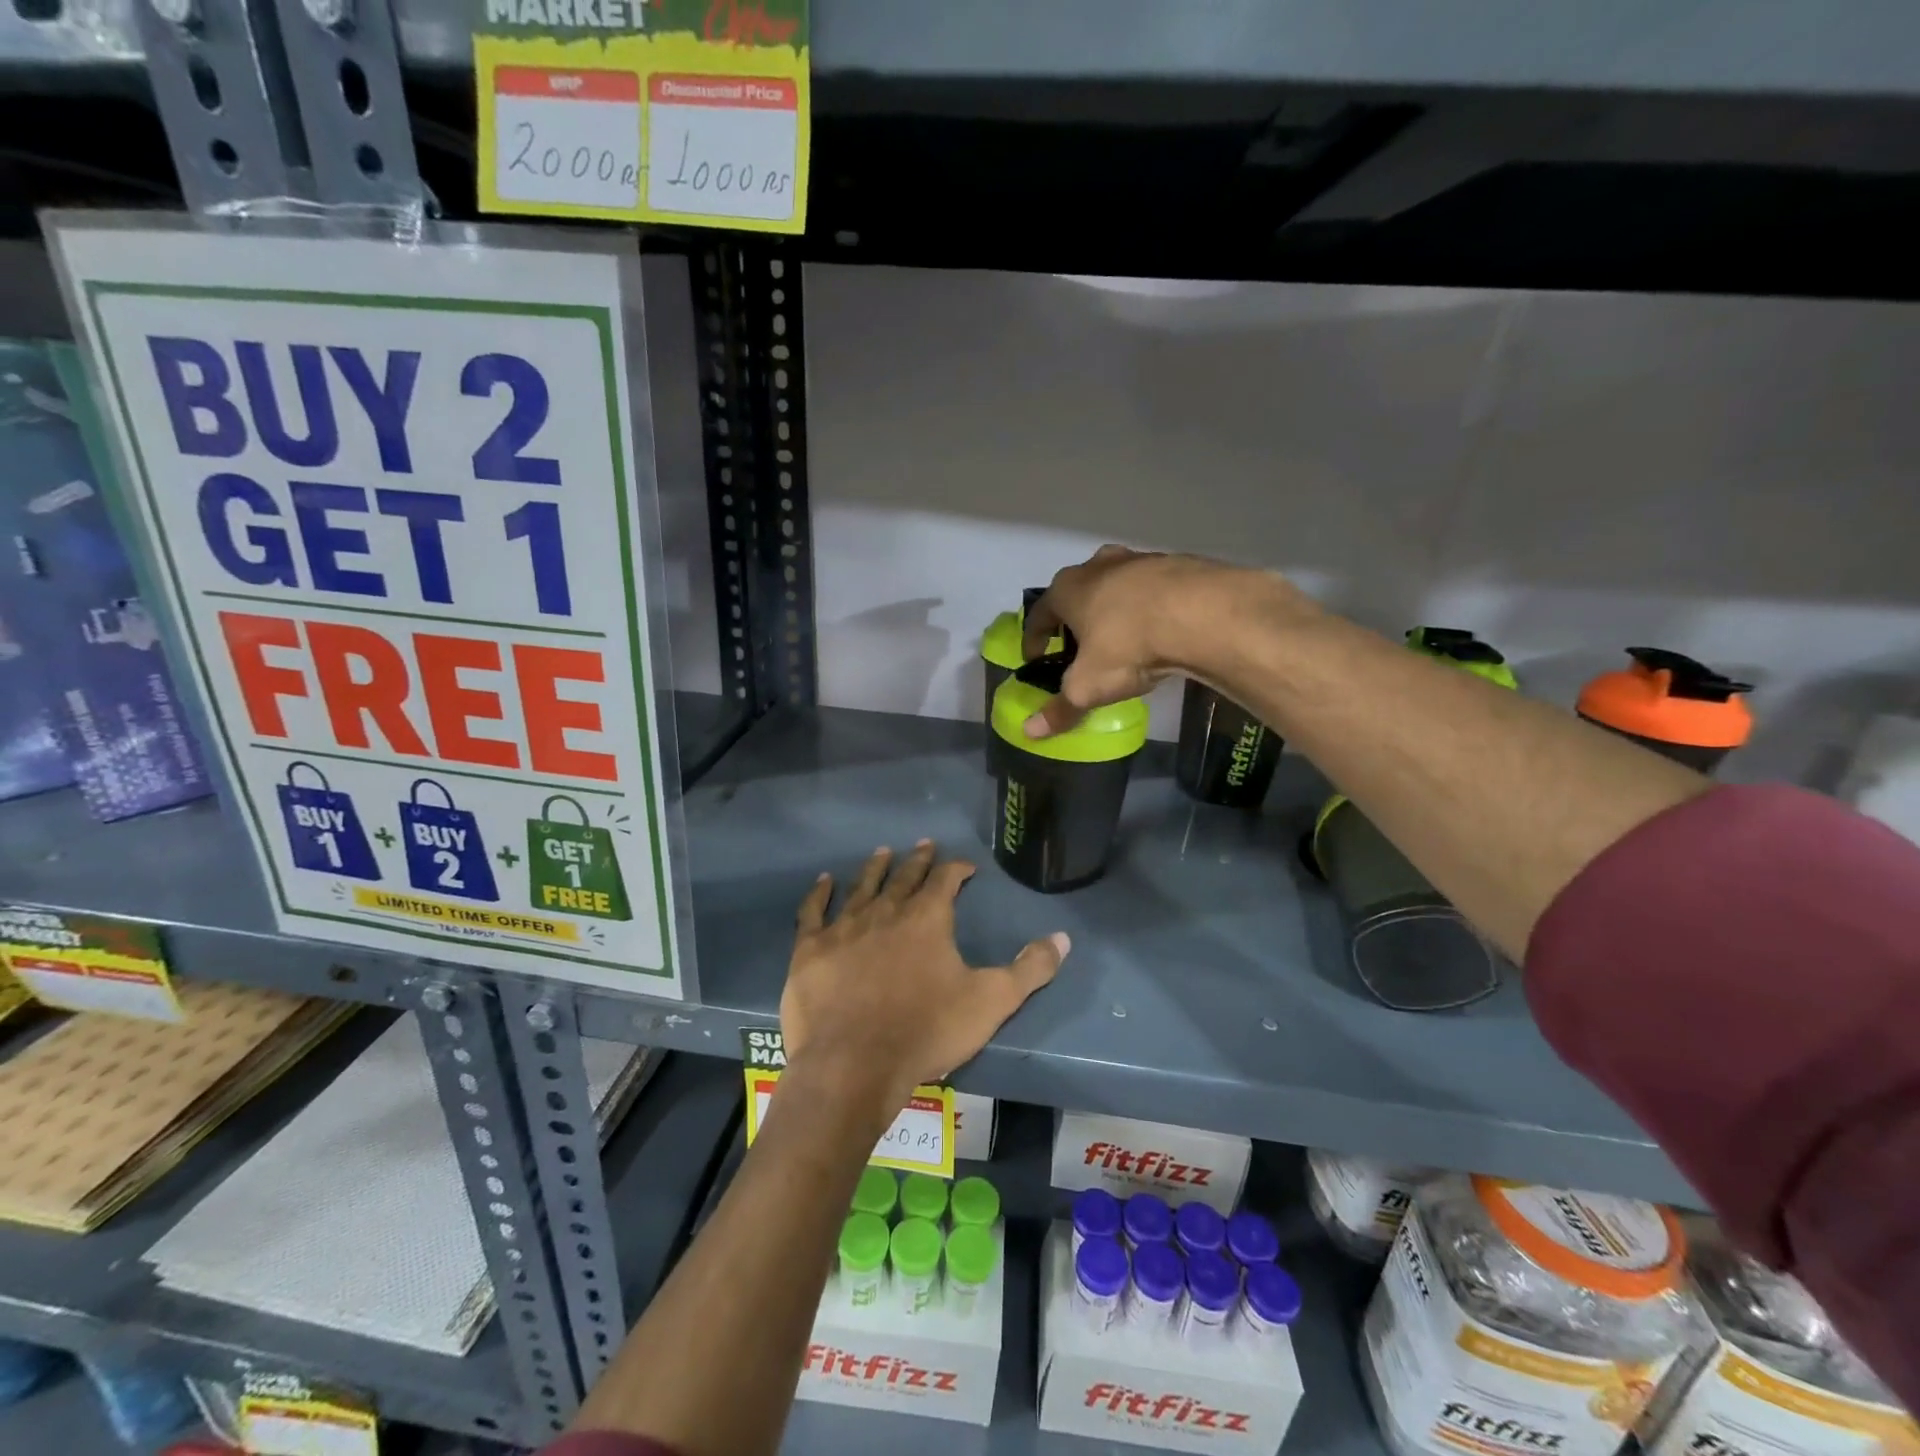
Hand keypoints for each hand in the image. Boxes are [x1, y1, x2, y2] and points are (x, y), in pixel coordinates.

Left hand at [783, 841, 1068, 1124]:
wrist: (854, 1064)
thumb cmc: (927, 1031)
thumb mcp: (992, 1002)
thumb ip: (1030, 969)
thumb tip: (1063, 938)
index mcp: (927, 918)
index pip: (946, 879)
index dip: (957, 869)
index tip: (966, 867)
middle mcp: (886, 911)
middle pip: (904, 876)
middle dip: (917, 861)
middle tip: (923, 846)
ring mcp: (844, 927)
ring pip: (862, 886)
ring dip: (874, 868)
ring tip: (882, 852)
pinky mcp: (811, 949)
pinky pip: (813, 911)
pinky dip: (819, 894)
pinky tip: (823, 881)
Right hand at [1021, 546, 1298, 738]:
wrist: (1203, 614)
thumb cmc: (1128, 646)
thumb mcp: (1088, 686)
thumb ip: (1060, 709)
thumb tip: (1030, 732)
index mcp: (1068, 588)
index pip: (1039, 614)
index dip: (1033, 640)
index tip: (1035, 658)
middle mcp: (1098, 566)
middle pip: (1077, 594)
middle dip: (1074, 620)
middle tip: (1078, 648)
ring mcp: (1140, 560)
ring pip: (1116, 587)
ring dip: (1113, 611)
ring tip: (1121, 639)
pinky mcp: (1177, 564)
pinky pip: (1153, 590)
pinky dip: (1149, 608)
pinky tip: (1159, 630)